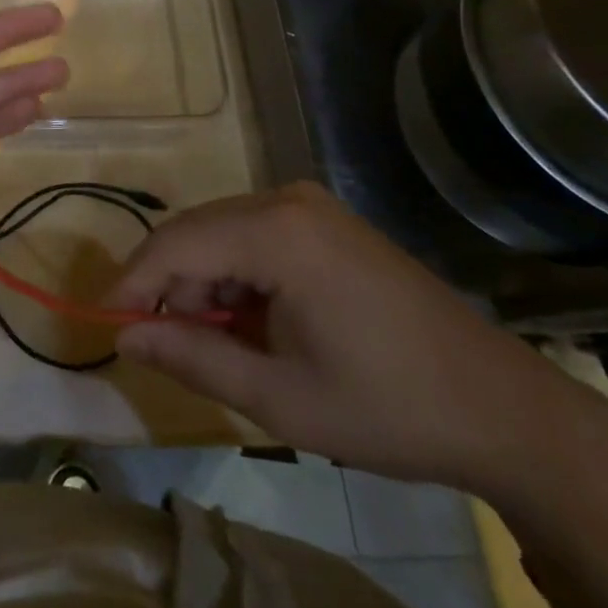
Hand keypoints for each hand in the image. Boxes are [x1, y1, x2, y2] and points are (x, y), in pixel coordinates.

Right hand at [108, 184, 607, 497]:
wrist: (502, 407)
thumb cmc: (388, 408)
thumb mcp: (280, 398)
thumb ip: (193, 358)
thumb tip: (125, 336)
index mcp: (277, 232)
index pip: (175, 245)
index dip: (133, 283)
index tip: (106, 324)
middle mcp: (287, 199)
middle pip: (196, 232)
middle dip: (170, 286)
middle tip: (162, 346)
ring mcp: (310, 205)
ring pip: (221, 232)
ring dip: (203, 283)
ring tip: (216, 344)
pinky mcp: (325, 220)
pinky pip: (254, 235)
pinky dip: (236, 275)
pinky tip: (250, 321)